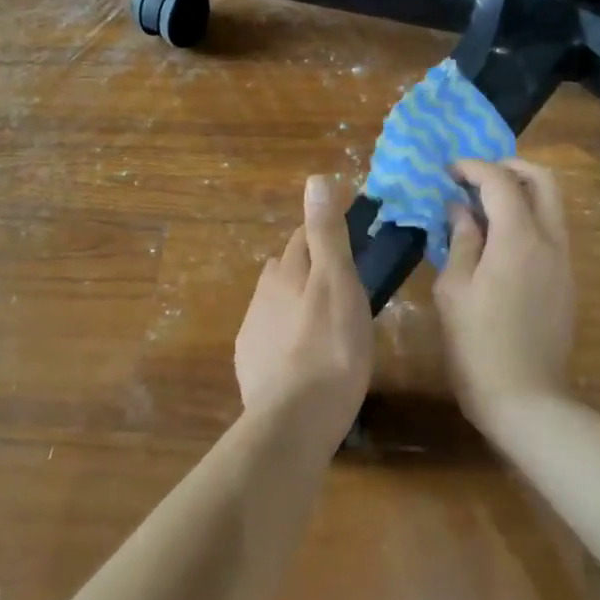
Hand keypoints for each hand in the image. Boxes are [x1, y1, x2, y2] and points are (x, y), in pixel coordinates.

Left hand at [235, 175, 374, 422]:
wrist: (294, 419)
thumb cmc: (330, 348)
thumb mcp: (338, 284)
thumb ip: (326, 235)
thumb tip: (316, 180)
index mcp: (285, 272)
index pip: (303, 237)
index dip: (324, 232)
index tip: (348, 236)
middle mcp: (263, 295)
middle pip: (286, 268)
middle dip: (309, 265)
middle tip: (343, 279)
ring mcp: (253, 331)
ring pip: (277, 302)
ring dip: (297, 300)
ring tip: (325, 317)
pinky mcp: (251, 364)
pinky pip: (270, 335)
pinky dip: (287, 333)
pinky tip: (301, 352)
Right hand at [435, 159, 576, 424]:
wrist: (525, 398)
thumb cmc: (477, 344)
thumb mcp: (454, 290)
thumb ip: (461, 240)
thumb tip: (460, 209)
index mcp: (518, 238)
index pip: (500, 181)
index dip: (473, 168)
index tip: (448, 171)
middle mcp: (550, 241)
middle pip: (542, 180)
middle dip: (509, 167)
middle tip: (475, 177)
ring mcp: (564, 262)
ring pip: (551, 206)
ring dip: (521, 193)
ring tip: (483, 208)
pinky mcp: (567, 282)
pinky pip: (551, 232)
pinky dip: (528, 219)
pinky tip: (499, 242)